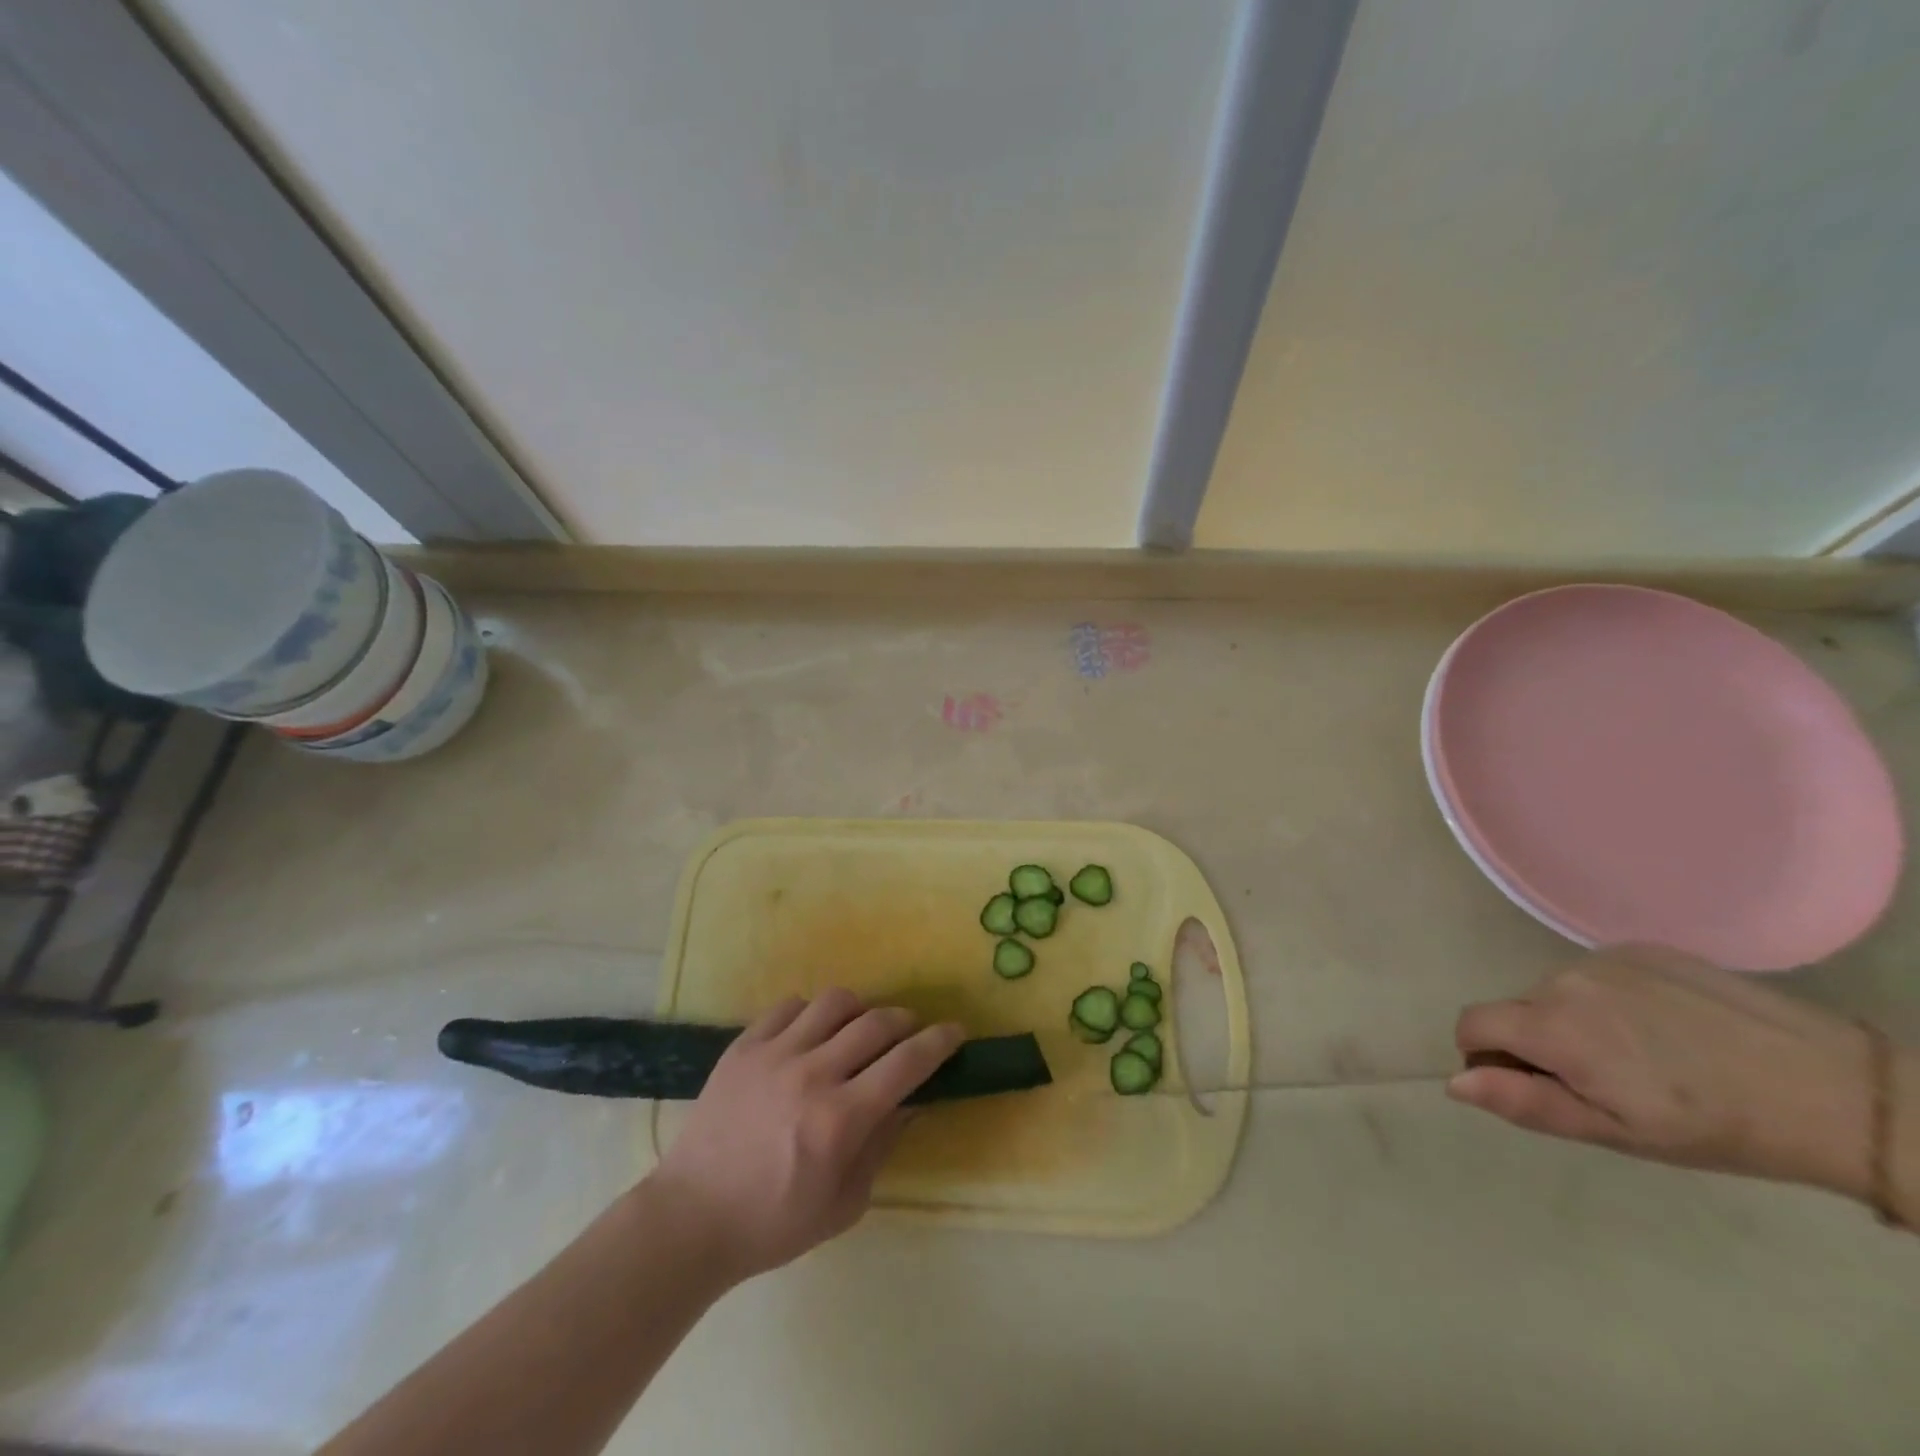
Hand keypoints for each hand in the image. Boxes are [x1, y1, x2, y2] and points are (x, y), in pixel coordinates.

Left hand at [646, 990, 963, 1283]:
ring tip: (858, 1030)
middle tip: (910, 1033)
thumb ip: (882, 1145)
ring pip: (835, 1001)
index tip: (955, 1032)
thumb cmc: (773, 1223)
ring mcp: (774, 1054)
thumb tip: (911, 1101)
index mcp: (840, 1119)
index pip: (907, 1062)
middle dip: (906, 1021)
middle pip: (877, 1022)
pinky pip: (790, 1006)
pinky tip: (811, 1035)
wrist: (691, 1219)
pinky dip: (812, 1014)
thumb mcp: (845, 1204)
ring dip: (860, 1010)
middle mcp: (812, 1074)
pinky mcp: (744, 1046)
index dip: (939, 1042)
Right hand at [1449, 946, 1874, 1198]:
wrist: (1834, 1090)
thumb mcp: (1616, 1131)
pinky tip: (1667, 1027)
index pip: (1473, 1023)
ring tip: (1646, 1055)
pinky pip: (1597, 974)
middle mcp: (1564, 979)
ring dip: (1576, 1020)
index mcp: (1553, 1026)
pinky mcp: (1642, 948)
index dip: (1486, 1055)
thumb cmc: (1714, 1128)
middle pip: (1518, 1009)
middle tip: (1607, 1082)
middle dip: (1540, 1042)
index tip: (1532, 1083)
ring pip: (1558, 992)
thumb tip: (1455, 1081)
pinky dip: (1612, 1000)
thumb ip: (1526, 1101)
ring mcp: (1604, 958)